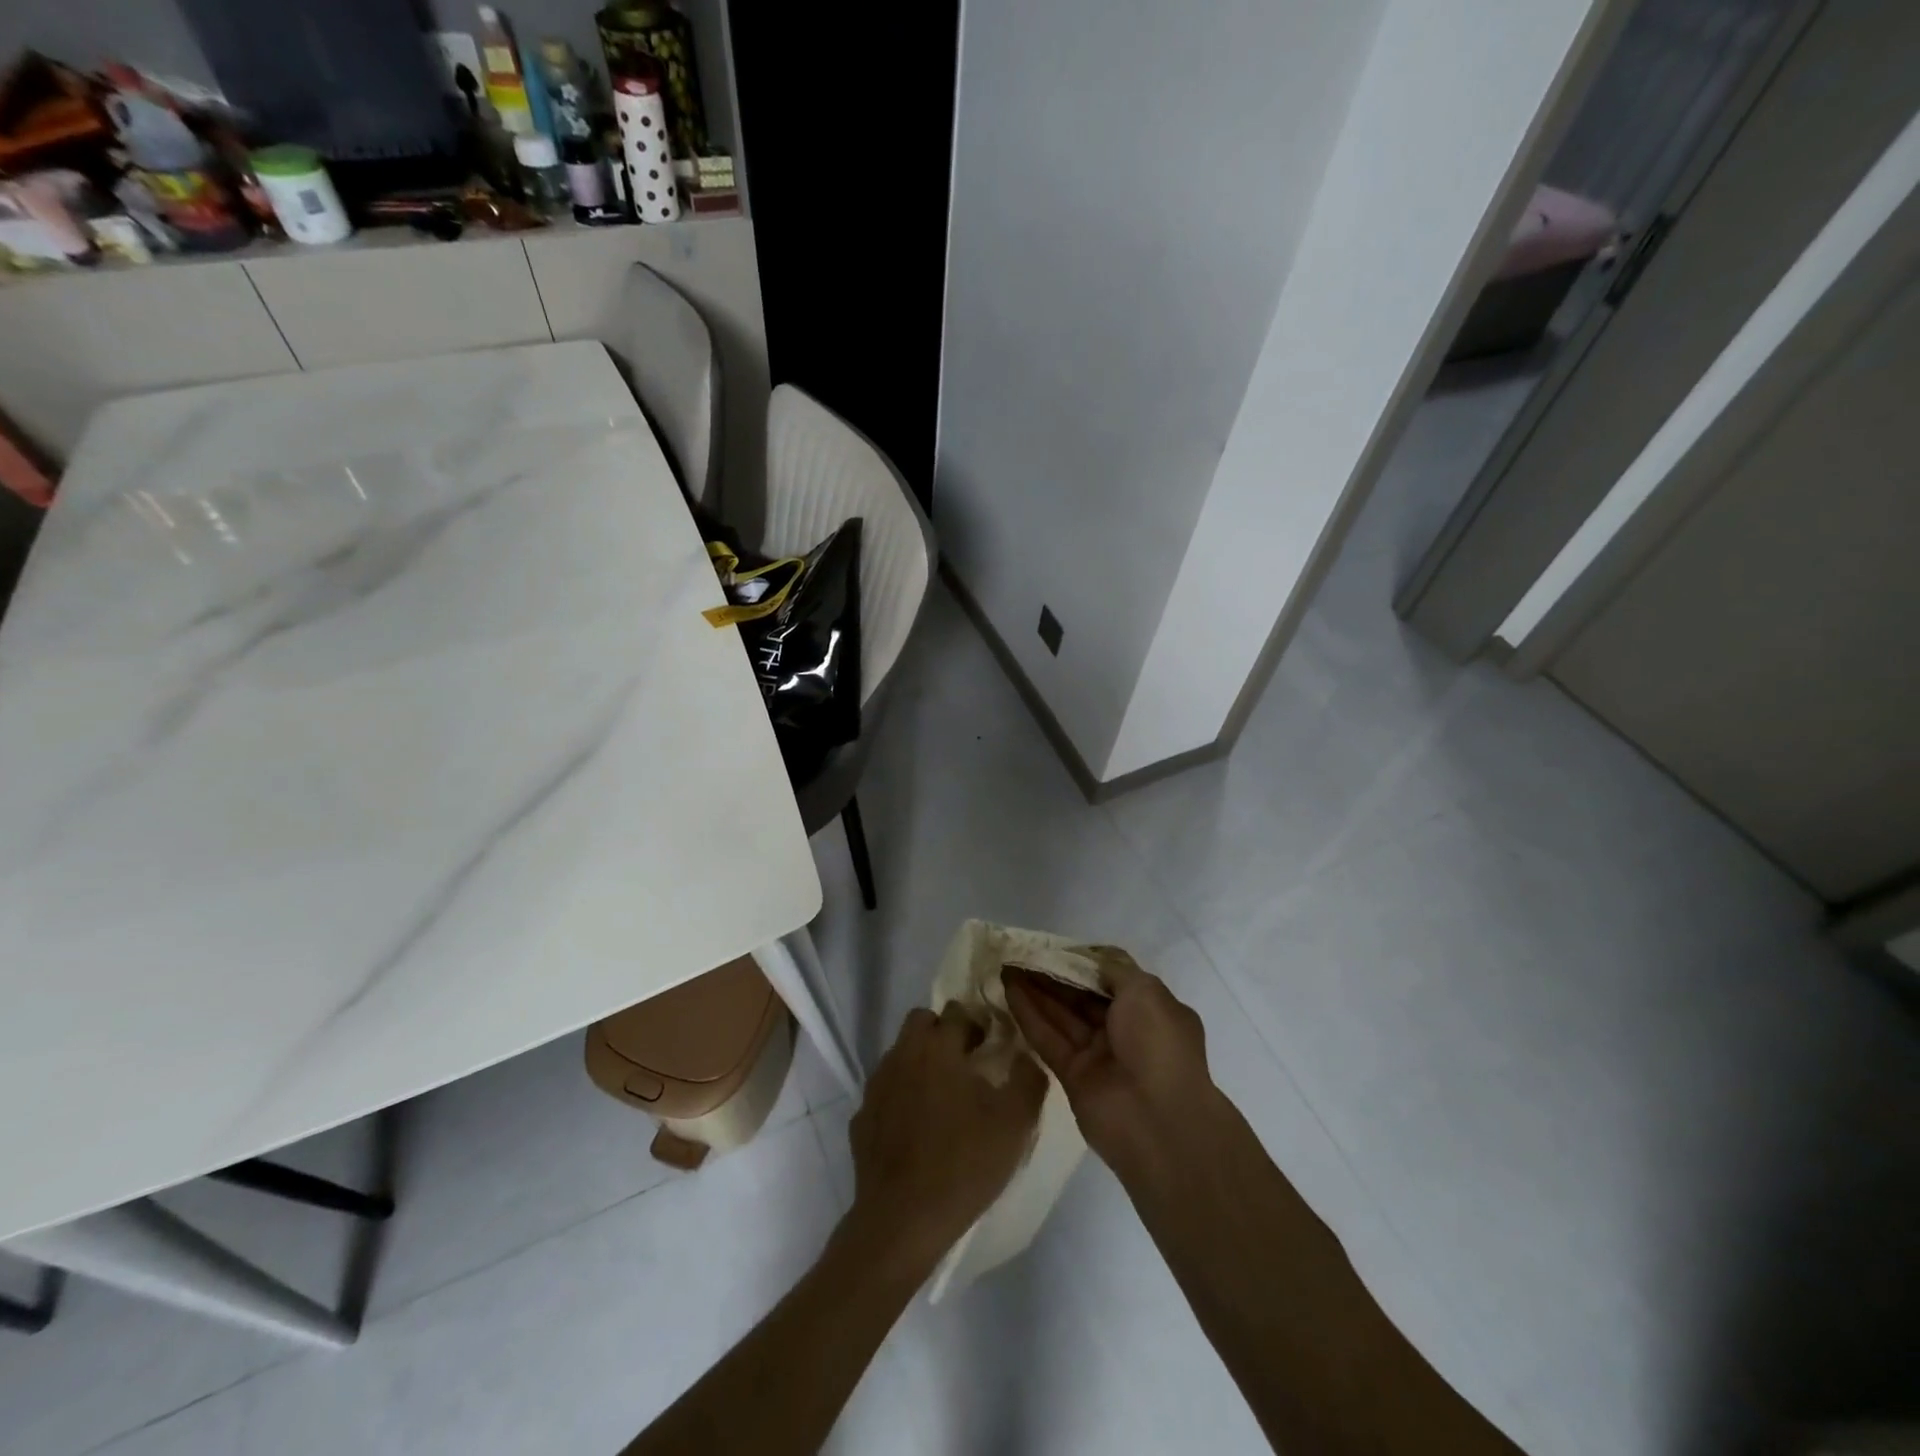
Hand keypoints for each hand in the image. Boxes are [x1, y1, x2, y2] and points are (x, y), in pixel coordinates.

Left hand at [844, 1003, 1047, 1274]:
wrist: (902, 1220)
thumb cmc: (963, 1163)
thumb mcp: (1015, 1123)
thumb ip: (1028, 1078)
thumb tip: (1026, 1055)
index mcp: (938, 1047)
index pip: (957, 1012)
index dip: (977, 1024)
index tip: (991, 1047)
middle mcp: (903, 1055)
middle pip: (921, 1022)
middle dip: (943, 1032)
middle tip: (966, 1064)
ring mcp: (877, 1085)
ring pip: (901, 1054)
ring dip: (921, 1062)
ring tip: (943, 1099)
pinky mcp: (862, 1117)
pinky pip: (886, 1091)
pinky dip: (901, 1097)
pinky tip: (916, 1128)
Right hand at [1004, 947, 1215, 1187]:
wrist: (1158, 1122)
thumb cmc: (1158, 1044)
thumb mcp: (1145, 991)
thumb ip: (1113, 970)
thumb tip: (1089, 960)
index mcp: (1150, 1010)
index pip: (1111, 979)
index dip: (1082, 962)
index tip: (1054, 947)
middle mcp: (1125, 1031)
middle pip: (1082, 997)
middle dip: (1054, 975)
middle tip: (1021, 955)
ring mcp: (1098, 1055)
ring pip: (1062, 1016)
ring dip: (1036, 991)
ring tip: (1007, 966)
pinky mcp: (1073, 1077)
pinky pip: (1049, 1039)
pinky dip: (1029, 1015)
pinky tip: (1009, 990)